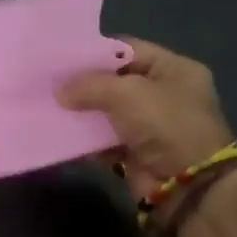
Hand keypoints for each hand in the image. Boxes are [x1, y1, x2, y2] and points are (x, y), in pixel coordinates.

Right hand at [58, 37, 235, 199]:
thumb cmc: (165, 125)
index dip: (95, 52)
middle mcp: (164, 94)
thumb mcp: (127, 93)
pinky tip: (60, 133)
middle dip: (84, 84)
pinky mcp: (136, 153)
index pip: (128, 50)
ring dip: (82, 112)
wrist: (188, 186)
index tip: (62, 57)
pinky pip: (104, 140)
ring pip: (108, 112)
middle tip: (49, 83)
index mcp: (174, 69)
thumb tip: (58, 91)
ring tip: (49, 106)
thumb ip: (89, 85)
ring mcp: (150, 126)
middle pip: (115, 81)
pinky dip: (86, 139)